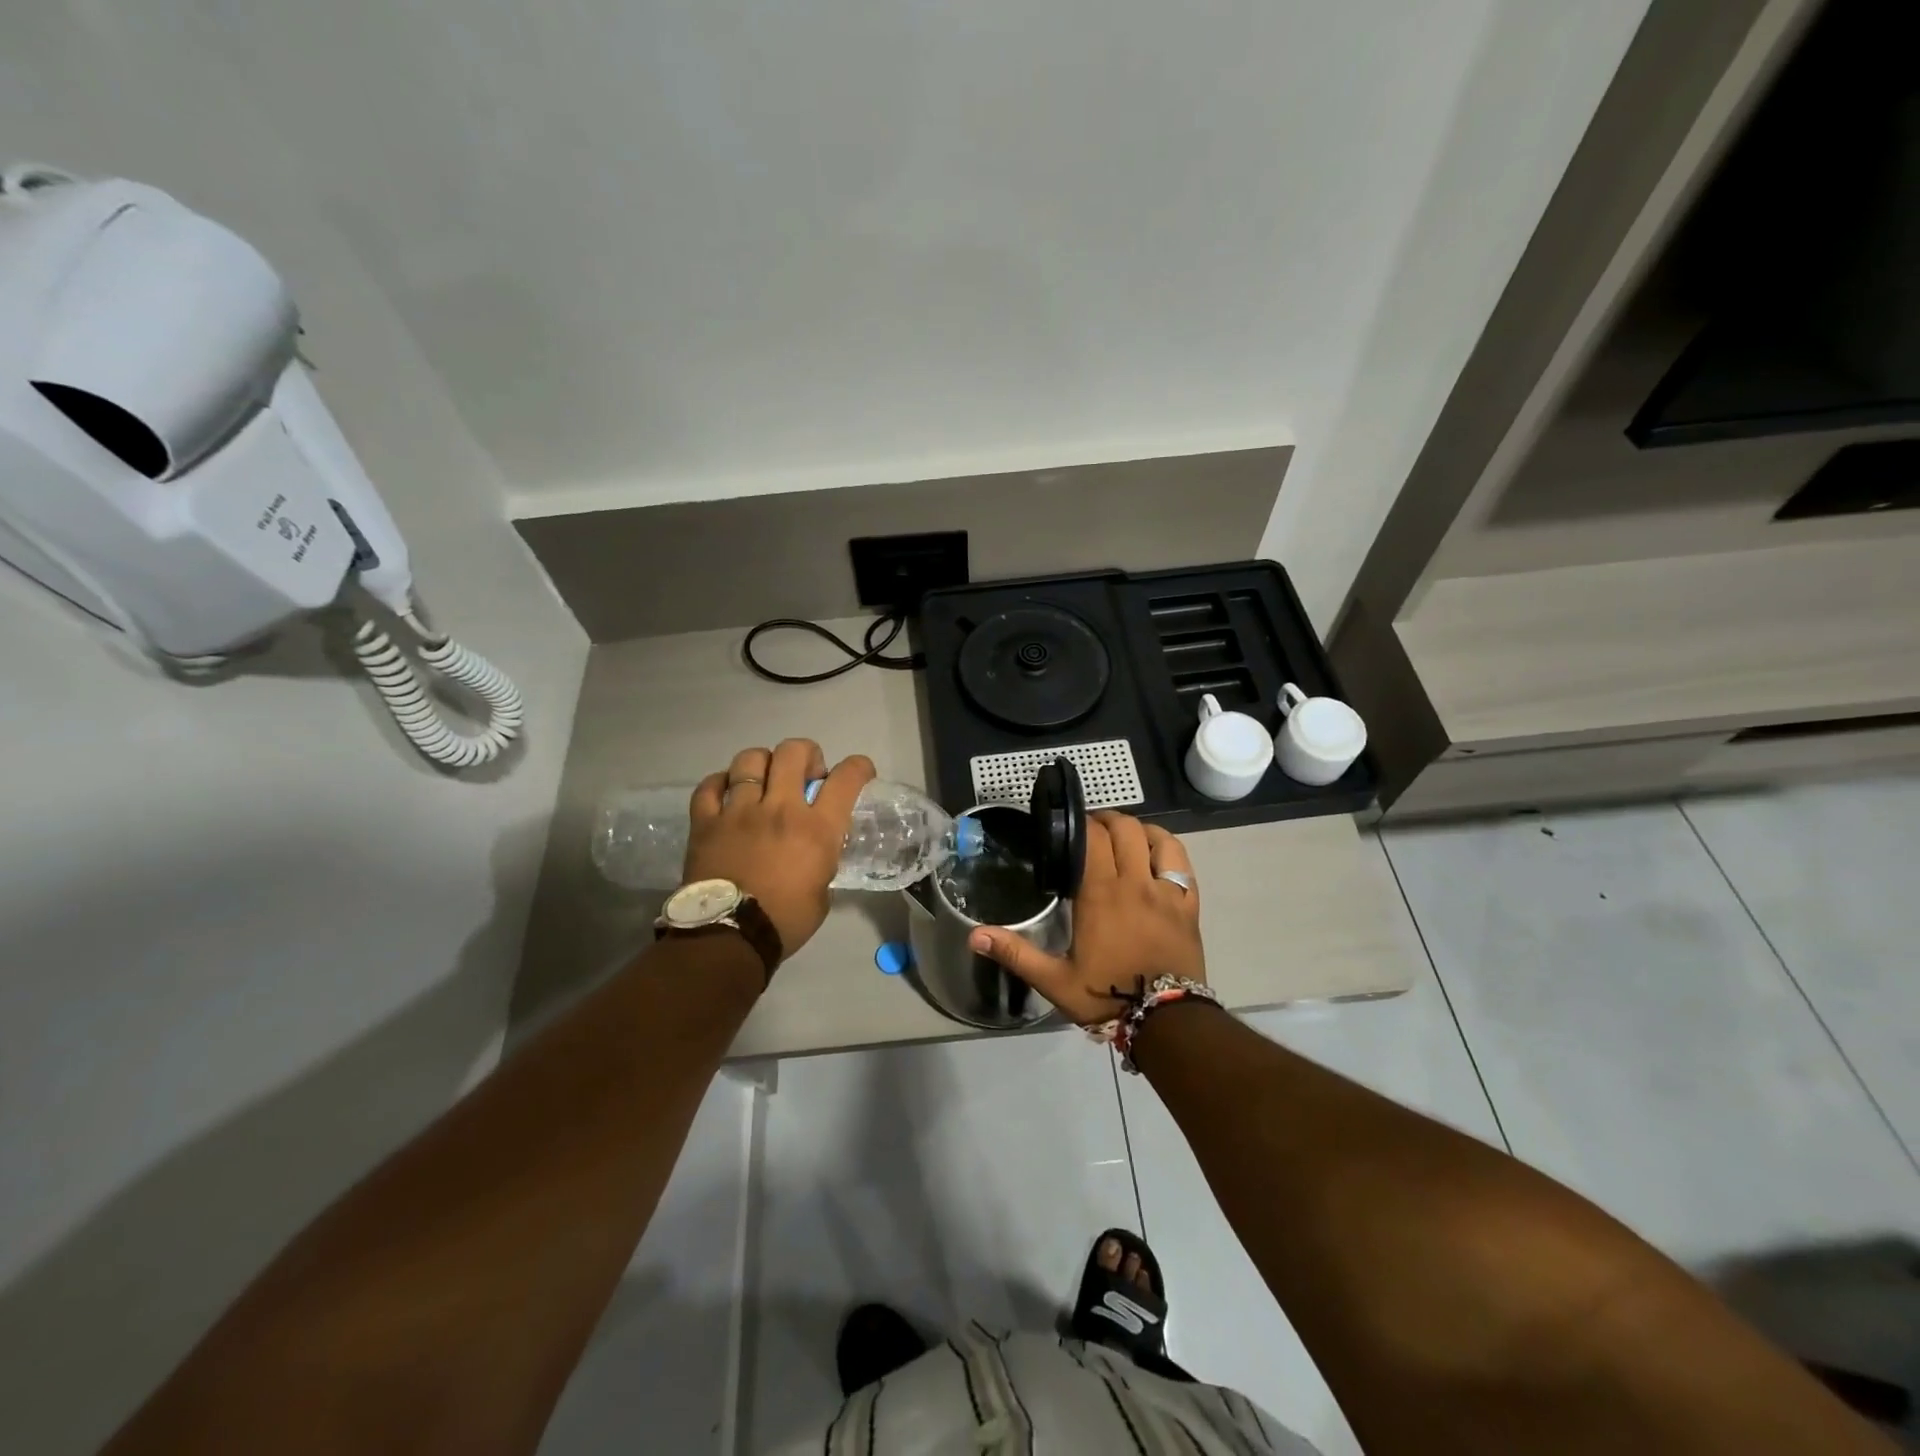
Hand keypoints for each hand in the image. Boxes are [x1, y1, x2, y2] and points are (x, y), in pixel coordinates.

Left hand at [684, 740, 876, 963]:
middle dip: (806, 754)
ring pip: (750, 760)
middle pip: (793, 752)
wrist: (728, 938)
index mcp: (816, 828)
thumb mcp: (822, 891)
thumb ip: (823, 860)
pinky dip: (720, 783)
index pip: (846, 778)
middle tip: (806, 774)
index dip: (859, 767)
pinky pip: (709, 786)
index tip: (860, 771)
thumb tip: (817, 850)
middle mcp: (780, 808)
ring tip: (764, 779)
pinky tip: (727, 792)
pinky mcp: (705, 821)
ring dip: (763, 763)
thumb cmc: (784, 921)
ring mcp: (739, 811)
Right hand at [968, 811, 1204, 1023]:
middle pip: (1125, 830)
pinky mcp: (1189, 906)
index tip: (1069, 827)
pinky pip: (1183, 864)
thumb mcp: (1054, 980)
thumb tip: (974, 935)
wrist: (1166, 1022)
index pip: (1093, 838)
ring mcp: (1167, 892)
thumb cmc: (1107, 997)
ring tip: (1125, 837)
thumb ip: (1015, 952)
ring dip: (1140, 830)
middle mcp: (1135, 883)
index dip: (1081, 824)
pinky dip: (1168, 850)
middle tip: (1091, 831)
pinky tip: (1157, 855)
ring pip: (1158, 840)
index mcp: (1101, 894)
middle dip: (1107, 821)